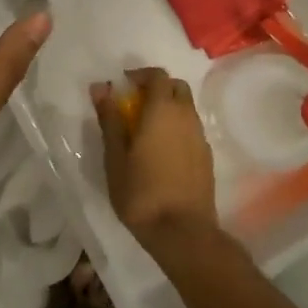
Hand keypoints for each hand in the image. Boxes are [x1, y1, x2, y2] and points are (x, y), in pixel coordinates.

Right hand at [93, 67, 218, 254]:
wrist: (182, 233)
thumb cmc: (141, 192)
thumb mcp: (115, 156)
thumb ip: (110, 118)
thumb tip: (101, 87)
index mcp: (162, 111)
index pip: (158, 75)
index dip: (140, 75)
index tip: (122, 86)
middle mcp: (186, 117)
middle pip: (177, 87)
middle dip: (157, 88)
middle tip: (134, 105)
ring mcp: (200, 138)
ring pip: (186, 108)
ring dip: (168, 108)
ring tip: (145, 130)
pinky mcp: (207, 157)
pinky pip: (192, 129)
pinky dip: (177, 127)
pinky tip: (162, 151)